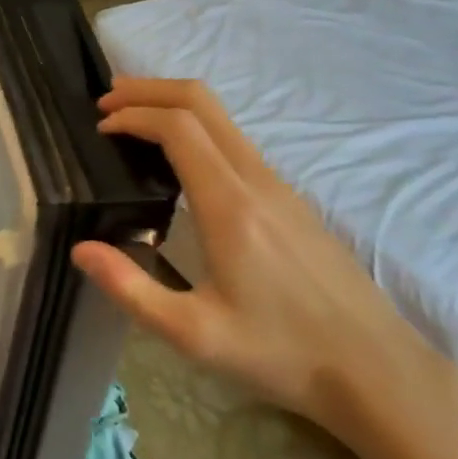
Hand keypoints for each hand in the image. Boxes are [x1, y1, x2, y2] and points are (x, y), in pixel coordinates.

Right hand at [70, 79, 449, 447]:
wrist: (377, 369)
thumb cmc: (280, 353)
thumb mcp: (192, 333)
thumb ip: (130, 288)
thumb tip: (80, 249)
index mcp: (230, 206)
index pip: (178, 127)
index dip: (133, 115)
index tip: (99, 128)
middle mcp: (257, 181)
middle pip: (203, 103)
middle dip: (150, 90)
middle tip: (107, 101)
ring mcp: (281, 187)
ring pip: (223, 119)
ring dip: (174, 106)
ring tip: (132, 120)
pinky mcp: (292, 200)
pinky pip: (236, 142)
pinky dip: (197, 129)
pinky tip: (177, 159)